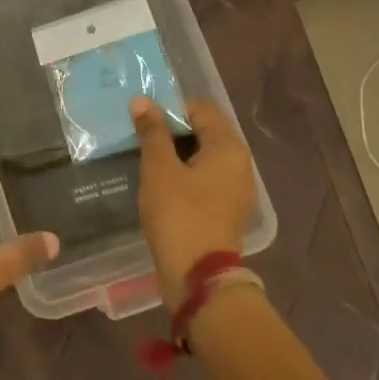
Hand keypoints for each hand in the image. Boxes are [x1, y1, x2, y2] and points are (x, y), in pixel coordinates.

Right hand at [133, 97, 257, 307]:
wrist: (198, 278)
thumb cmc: (179, 214)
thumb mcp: (159, 168)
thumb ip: (152, 131)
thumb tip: (142, 101)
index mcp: (229, 147)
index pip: (200, 108)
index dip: (170, 109)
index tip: (143, 121)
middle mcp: (239, 164)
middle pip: (203, 131)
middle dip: (171, 131)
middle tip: (139, 138)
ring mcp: (235, 189)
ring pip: (201, 156)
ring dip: (174, 154)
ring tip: (145, 159)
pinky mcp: (225, 210)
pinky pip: (203, 179)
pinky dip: (182, 175)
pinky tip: (159, 184)